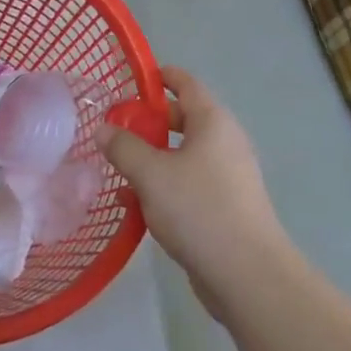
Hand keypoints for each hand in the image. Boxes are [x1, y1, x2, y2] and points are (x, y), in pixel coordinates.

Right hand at [103, 66, 292, 312]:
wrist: (246, 273)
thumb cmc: (199, 209)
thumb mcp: (151, 174)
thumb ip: (124, 148)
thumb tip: (103, 129)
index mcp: (213, 122)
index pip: (186, 84)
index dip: (161, 77)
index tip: (134, 79)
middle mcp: (224, 142)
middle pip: (183, 119)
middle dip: (150, 122)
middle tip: (116, 128)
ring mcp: (227, 176)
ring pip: (183, 155)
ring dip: (152, 158)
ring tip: (117, 168)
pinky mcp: (224, 206)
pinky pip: (188, 184)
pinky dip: (163, 186)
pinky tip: (134, 206)